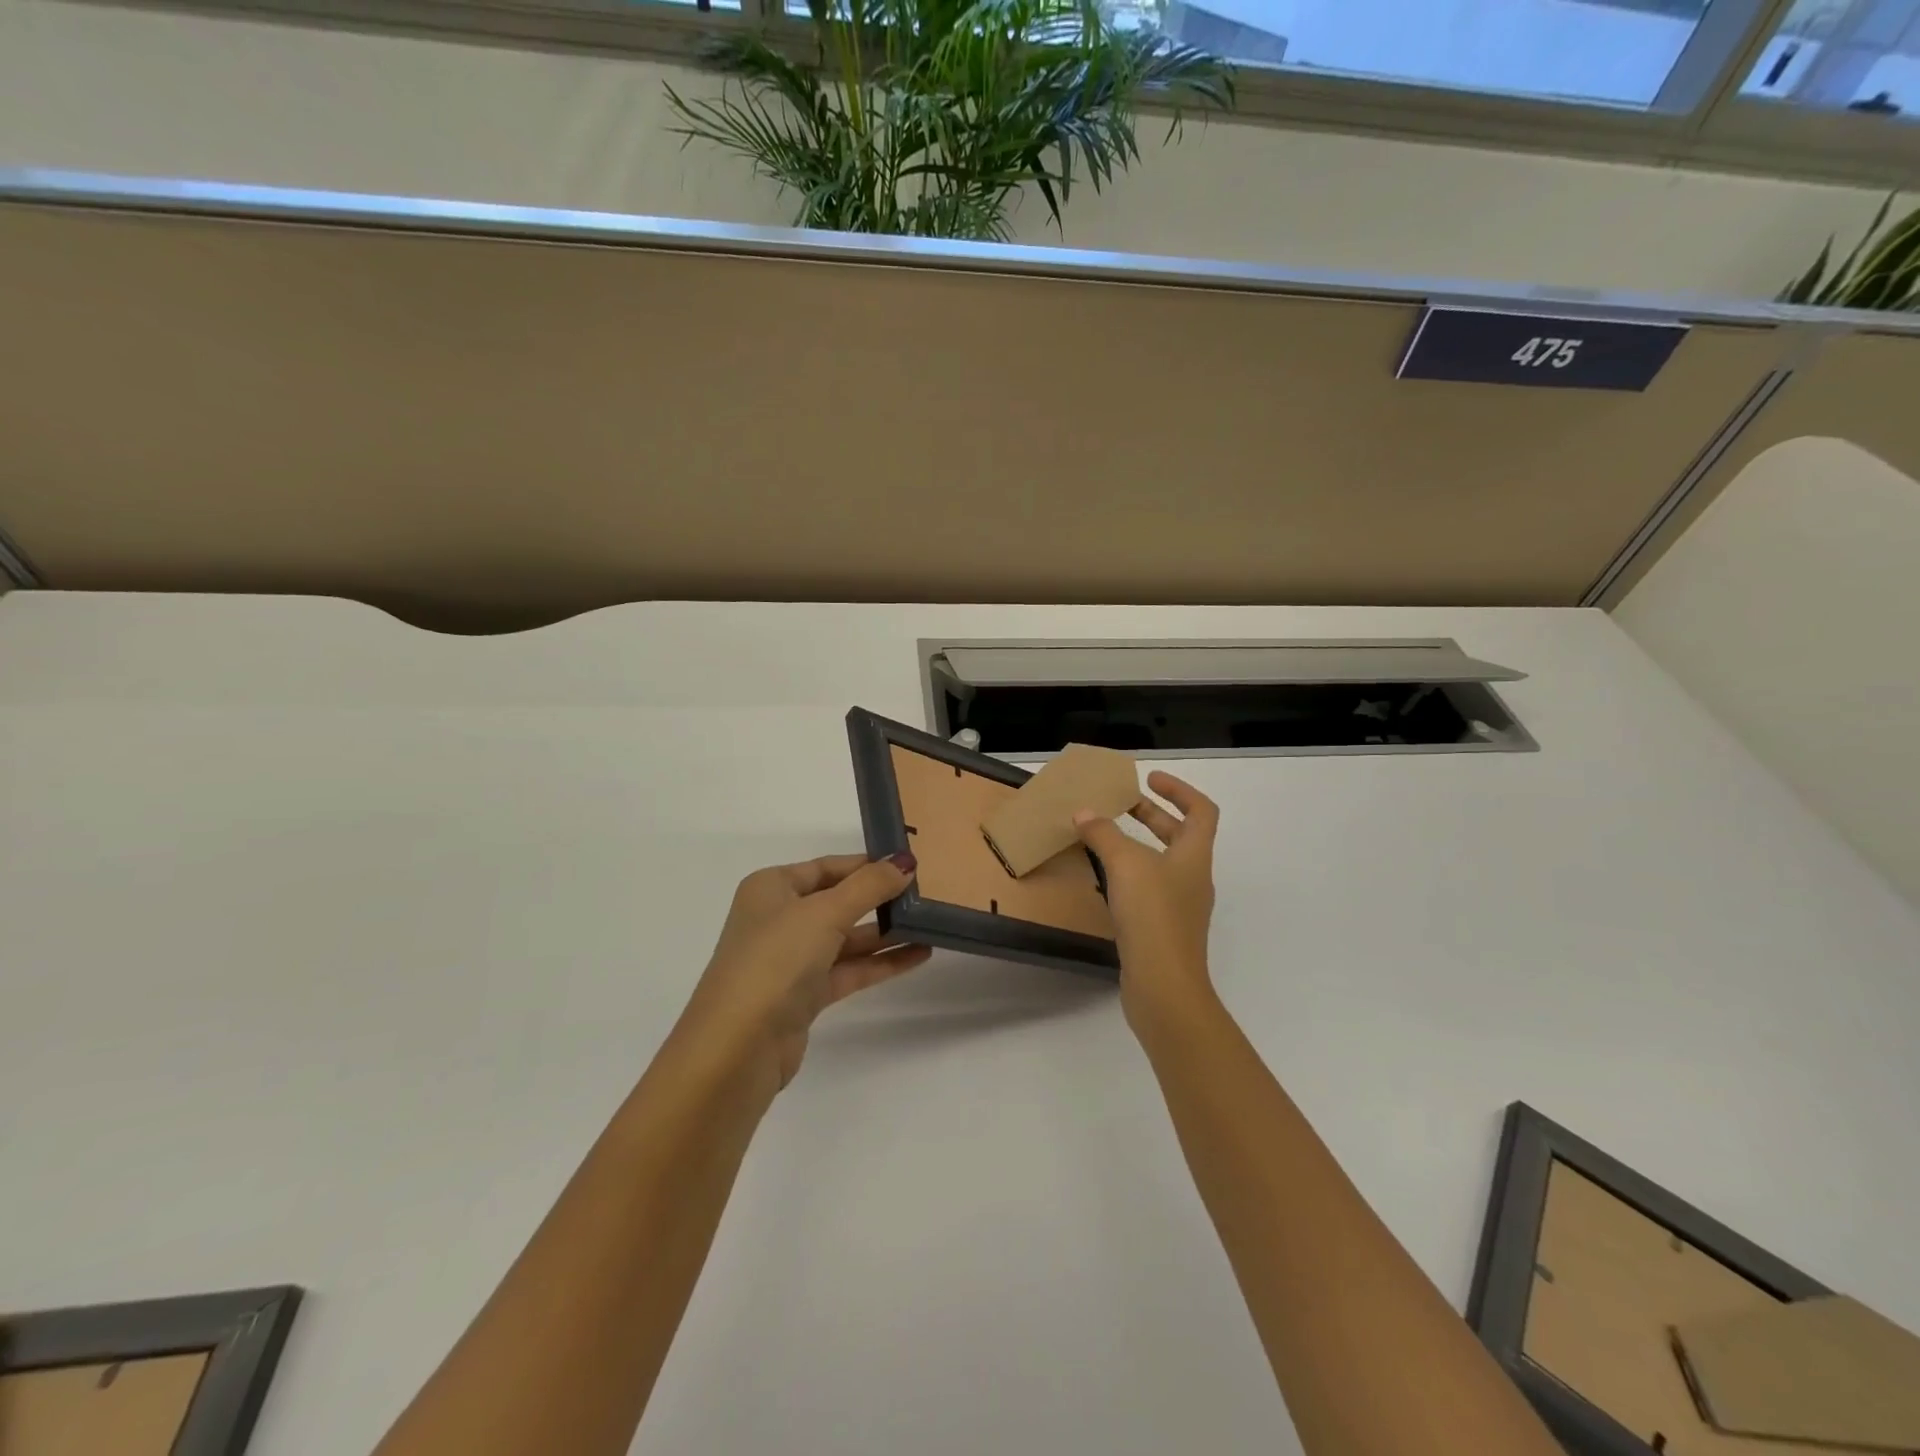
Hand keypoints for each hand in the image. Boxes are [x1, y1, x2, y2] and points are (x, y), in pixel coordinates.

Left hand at [676, 852, 930, 1096]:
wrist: (737, 1048)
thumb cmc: (774, 960)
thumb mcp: (824, 913)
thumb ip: (869, 886)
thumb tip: (905, 861)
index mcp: (771, 888)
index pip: (827, 867)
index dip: (867, 865)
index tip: (910, 864)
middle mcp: (778, 919)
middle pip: (838, 901)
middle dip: (879, 898)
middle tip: (927, 893)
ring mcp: (790, 960)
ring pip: (846, 938)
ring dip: (886, 932)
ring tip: (932, 924)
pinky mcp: (804, 996)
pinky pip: (849, 969)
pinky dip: (880, 963)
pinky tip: (918, 955)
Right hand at [1073, 773, 1219, 1038]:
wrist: (1164, 985)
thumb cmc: (1153, 916)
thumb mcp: (1125, 865)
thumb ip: (1104, 835)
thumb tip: (1084, 813)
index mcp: (1194, 856)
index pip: (1201, 811)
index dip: (1179, 790)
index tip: (1149, 779)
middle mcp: (1192, 878)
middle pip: (1178, 835)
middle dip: (1150, 815)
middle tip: (1118, 804)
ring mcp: (1179, 906)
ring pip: (1160, 863)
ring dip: (1136, 845)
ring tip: (1102, 837)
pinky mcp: (1162, 930)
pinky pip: (1147, 889)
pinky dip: (1128, 875)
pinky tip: (1103, 879)